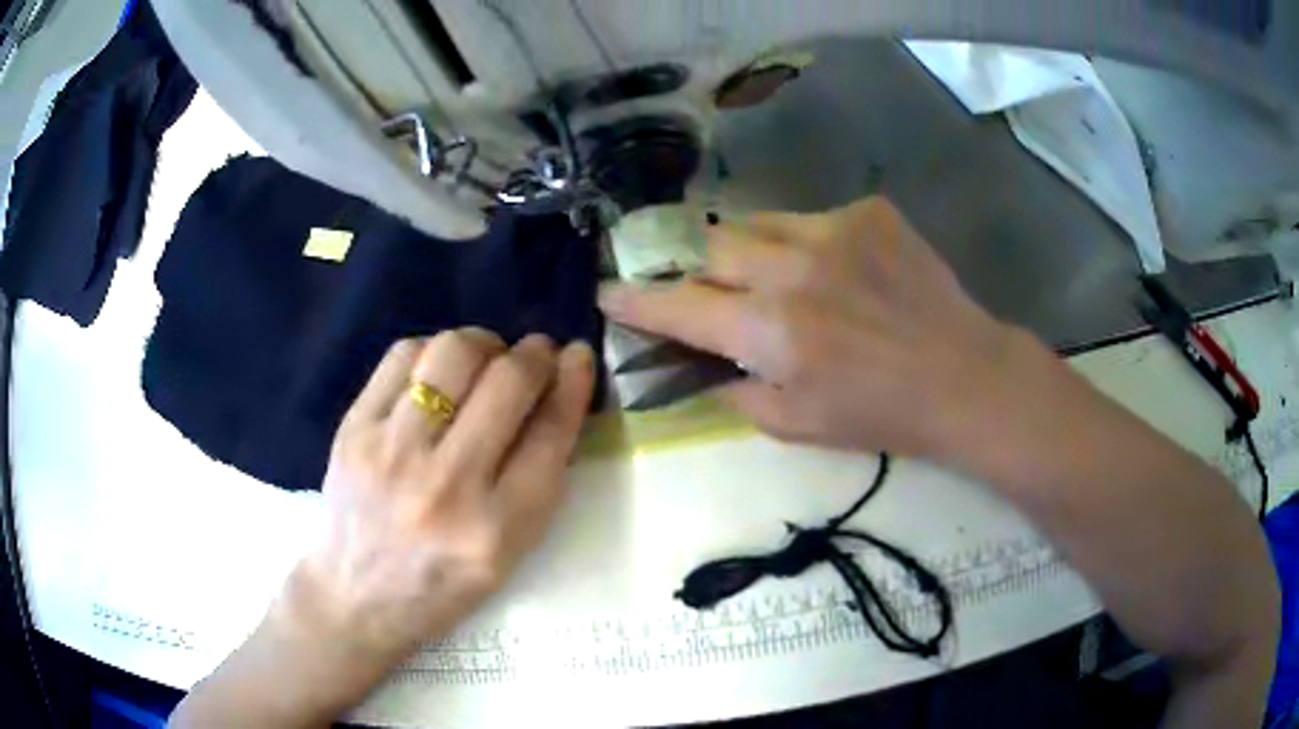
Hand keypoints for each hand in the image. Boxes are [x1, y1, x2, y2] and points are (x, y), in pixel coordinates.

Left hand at [283, 329, 594, 670]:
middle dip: (535, 354)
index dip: (573, 382)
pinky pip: (402, 355)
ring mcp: (392, 451)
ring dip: (484, 344)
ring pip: (453, 354)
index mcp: (496, 529)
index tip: (578, 356)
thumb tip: (556, 398)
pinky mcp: (353, 429)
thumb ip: (538, 482)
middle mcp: (446, 485)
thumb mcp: (509, 555)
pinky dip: (433, 350)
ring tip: (487, 358)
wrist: (355, 599)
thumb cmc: (442, 587)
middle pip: (507, 382)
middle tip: (536, 354)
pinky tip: (439, 370)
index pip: (550, 433)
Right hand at [599, 197, 1018, 459]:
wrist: (963, 375)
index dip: (635, 300)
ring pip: (755, 223)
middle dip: (701, 271)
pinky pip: (810, 219)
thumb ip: (734, 391)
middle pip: (708, 246)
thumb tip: (698, 365)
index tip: (607, 291)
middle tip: (718, 293)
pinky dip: (806, 245)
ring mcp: (832, 230)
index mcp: (771, 332)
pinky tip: (838, 272)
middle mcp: (791, 270)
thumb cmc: (880, 414)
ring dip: (750, 252)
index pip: (678, 307)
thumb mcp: (796, 425)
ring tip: (778, 279)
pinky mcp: (868, 212)